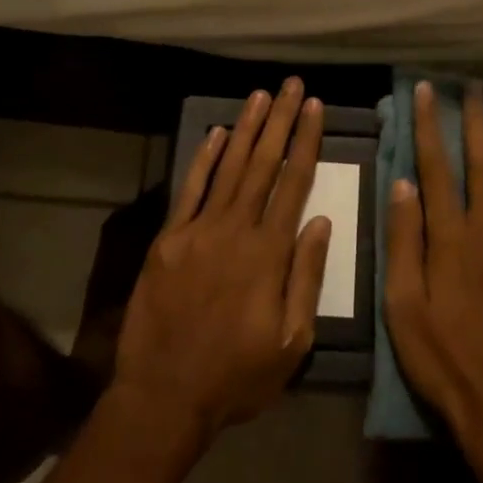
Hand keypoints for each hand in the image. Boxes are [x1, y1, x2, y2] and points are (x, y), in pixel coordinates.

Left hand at [112, 79, 331, 448]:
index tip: (314, 108)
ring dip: (246, 128)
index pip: (294, 182)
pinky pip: (189, 190)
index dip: (306, 141)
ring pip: (228, 167)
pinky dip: (203, 159)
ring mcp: (197, 231)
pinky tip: (216, 133)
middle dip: (280, 121)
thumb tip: (319, 220)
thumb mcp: (292, 343)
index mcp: (268, 253)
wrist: (163, 397)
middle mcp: (235, 230)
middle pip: (263, 164)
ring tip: (260, 95)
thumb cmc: (237, 376)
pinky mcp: (168, 240)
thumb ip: (306, 277)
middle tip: (292, 85)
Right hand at [384, 82, 482, 481]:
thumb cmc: (442, 358)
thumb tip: (403, 184)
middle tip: (475, 87)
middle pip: (482, 165)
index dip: (429, 127)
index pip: (436, 169)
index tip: (426, 92)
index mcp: (450, 240)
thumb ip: (403, 242)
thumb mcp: (403, 306)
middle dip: (477, 123)